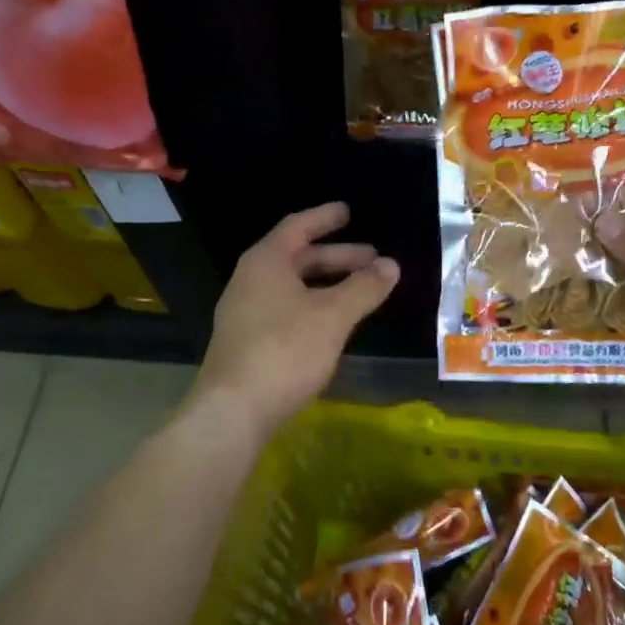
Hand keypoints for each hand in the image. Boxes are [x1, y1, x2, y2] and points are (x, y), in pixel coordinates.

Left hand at [191, 202, 398, 438]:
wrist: (233, 412)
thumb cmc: (285, 351)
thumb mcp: (332, 316)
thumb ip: (364, 288)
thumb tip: (391, 265)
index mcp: (266, 262)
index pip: (297, 227)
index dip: (324, 218)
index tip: (348, 212)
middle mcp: (250, 280)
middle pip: (297, 257)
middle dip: (337, 257)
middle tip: (372, 260)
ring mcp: (245, 313)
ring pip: (292, 287)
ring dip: (327, 284)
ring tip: (359, 292)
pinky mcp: (247, 342)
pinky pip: (285, 309)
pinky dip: (312, 306)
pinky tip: (332, 324)